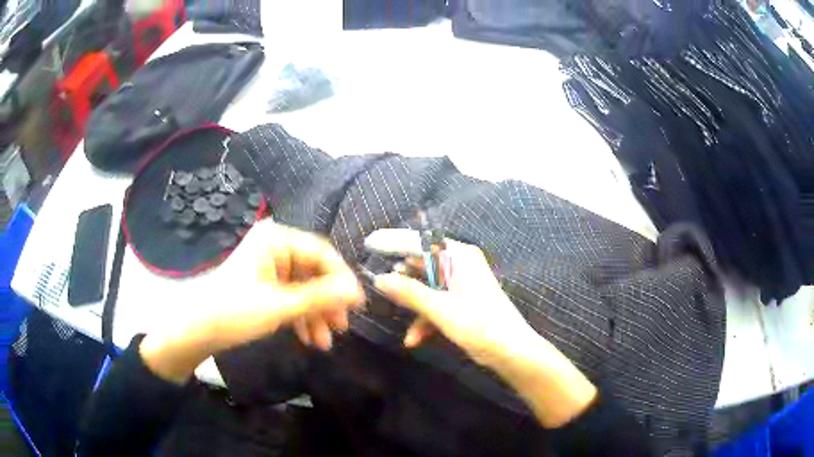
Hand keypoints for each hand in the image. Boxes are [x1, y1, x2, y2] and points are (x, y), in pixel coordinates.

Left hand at [141, 220, 364, 383]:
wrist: (198, 329)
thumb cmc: (235, 311)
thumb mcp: (280, 306)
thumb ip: (320, 297)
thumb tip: (357, 291)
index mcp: (276, 238)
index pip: (320, 252)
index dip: (341, 279)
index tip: (358, 304)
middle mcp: (275, 246)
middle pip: (313, 272)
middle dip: (327, 303)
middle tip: (341, 327)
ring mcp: (270, 266)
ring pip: (304, 288)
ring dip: (315, 315)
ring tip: (325, 342)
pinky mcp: (265, 284)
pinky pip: (291, 296)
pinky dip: (301, 317)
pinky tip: (310, 338)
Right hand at [366, 229, 596, 427]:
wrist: (512, 352)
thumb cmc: (480, 325)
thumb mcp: (440, 309)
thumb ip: (409, 293)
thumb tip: (379, 279)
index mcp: (460, 257)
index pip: (421, 242)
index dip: (396, 243)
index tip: (370, 244)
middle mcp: (461, 265)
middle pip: (423, 266)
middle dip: (404, 283)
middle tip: (381, 290)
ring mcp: (462, 284)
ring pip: (428, 288)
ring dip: (415, 308)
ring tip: (405, 329)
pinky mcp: (462, 302)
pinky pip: (437, 303)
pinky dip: (426, 319)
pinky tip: (415, 339)